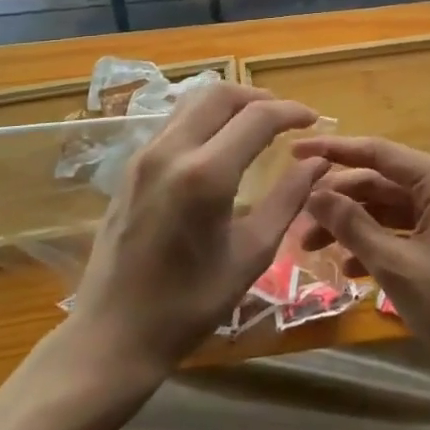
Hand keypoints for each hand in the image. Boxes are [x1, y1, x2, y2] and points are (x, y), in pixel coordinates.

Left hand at [67, 83, 323, 379]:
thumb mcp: (251, 255)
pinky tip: (221, 144)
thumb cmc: (189, 305)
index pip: (257, 118)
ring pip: (193, 102)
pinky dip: (205, 118)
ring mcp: (145, 156)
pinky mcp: (131, 167)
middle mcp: (171, 151)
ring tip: (257, 125)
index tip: (314, 120)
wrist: (112, 335)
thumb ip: (288, 199)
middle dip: (259, 97)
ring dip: (230, 103)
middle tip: (286, 118)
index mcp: (205, 174)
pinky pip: (174, 122)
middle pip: (220, 94)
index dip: (291, 112)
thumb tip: (317, 162)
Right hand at [296, 135, 429, 388]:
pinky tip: (348, 266)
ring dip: (352, 224)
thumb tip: (314, 193)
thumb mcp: (396, 265)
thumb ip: (353, 225)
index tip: (294, 151)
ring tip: (311, 246)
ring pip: (388, 208)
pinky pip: (402, 229)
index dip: (333, 151)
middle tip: (298, 217)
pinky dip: (375, 242)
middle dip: (339, 199)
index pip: (377, 152)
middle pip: (380, 181)